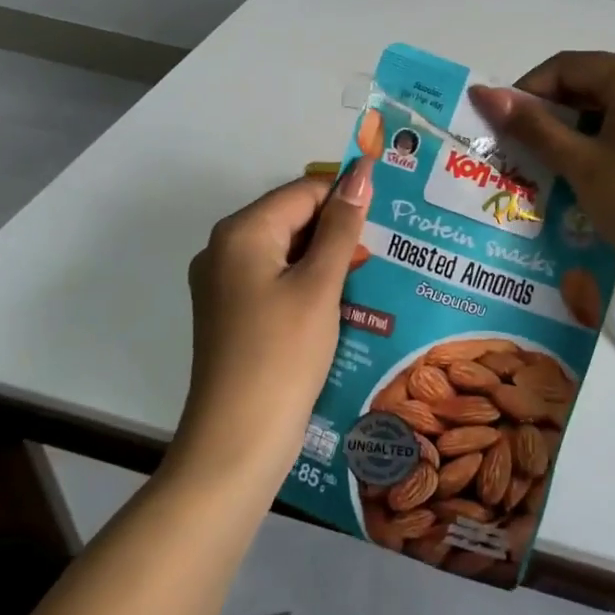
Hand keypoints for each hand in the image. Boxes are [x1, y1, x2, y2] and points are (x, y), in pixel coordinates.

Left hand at [175, 160, 372, 485]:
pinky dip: (310, 284)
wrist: (236, 444)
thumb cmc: (283, 355)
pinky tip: (344, 302)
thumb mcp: (320, 285)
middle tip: (388, 249)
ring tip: (374, 274)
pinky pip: (277, 281)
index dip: (347, 198)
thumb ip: (342, 226)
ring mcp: (225, 285)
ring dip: (328, 259)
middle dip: (339, 230)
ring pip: (288, 252)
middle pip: (293, 219)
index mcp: (241, 232)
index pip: (303, 191)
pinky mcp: (233, 314)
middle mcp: (224, 249)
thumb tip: (361, 171)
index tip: (389, 218)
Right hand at [470, 52, 614, 281]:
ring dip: (568, 129)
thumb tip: (483, 94)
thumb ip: (532, 125)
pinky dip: (593, 140)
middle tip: (515, 146)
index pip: (566, 67)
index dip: (527, 92)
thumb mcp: (579, 162)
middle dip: (547, 112)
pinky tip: (574, 169)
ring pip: (602, 105)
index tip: (501, 125)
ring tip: (540, 161)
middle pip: (585, 82)